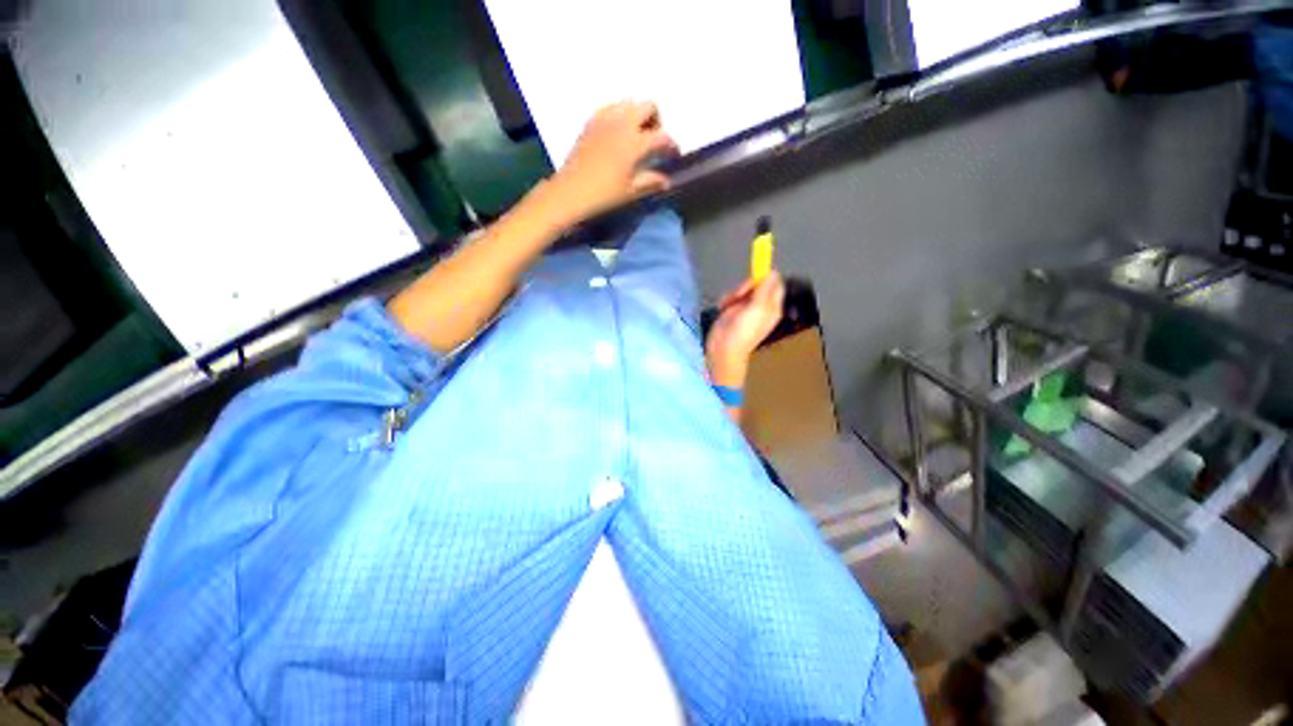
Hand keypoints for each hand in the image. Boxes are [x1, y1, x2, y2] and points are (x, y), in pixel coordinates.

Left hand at [545, 101, 678, 226]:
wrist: (571, 191)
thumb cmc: (604, 194)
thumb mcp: (631, 191)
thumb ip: (651, 182)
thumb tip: (666, 181)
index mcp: (635, 142)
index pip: (662, 136)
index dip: (671, 146)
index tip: (673, 155)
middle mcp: (623, 123)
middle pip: (648, 106)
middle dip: (656, 121)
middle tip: (654, 141)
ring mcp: (605, 118)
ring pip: (629, 103)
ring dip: (638, 115)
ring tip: (636, 136)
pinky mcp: (591, 121)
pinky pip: (611, 107)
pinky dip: (620, 115)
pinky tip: (618, 133)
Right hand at [706, 271, 785, 387]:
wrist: (724, 348)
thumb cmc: (744, 331)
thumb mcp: (758, 308)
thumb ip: (765, 289)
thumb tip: (773, 272)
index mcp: (772, 306)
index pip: (775, 284)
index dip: (765, 278)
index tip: (754, 279)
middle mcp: (761, 306)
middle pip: (757, 284)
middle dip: (746, 286)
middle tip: (739, 294)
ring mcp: (746, 308)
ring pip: (742, 289)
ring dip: (734, 293)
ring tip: (729, 304)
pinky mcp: (732, 310)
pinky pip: (730, 296)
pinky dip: (726, 300)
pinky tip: (723, 308)